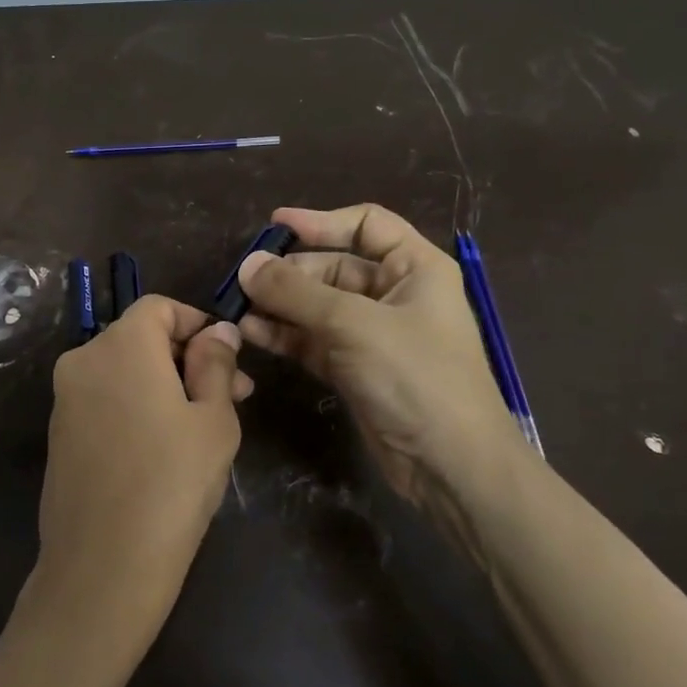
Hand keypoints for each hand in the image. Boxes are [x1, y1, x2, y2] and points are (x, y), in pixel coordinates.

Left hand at [28, 296, 248, 659]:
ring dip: (166, 384)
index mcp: (120, 345)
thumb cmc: (172, 484)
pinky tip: (166, 447)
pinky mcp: (59, 434)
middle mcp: (83, 360)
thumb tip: (217, 332)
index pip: (159, 307)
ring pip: (124, 371)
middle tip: (233, 396)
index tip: (230, 358)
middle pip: (141, 338)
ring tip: (206, 425)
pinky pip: (105, 400)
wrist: (102, 567)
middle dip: (188, 358)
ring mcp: (65, 399)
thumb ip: (216, 364)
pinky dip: (137, 406)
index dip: (198, 323)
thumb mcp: (214, 420)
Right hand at [236, 204, 528, 516]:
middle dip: (290, 271)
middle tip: (244, 278)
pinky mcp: (353, 368)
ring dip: (279, 304)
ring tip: (237, 306)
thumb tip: (247, 265)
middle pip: (334, 266)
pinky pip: (312, 340)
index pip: (366, 225)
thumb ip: (296, 293)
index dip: (320, 221)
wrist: (449, 464)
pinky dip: (283, 335)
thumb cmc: (415, 377)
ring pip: (317, 306)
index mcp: (415, 268)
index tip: (274, 227)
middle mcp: (394, 294)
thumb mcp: (354, 324)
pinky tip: (250, 332)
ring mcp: (372, 334)